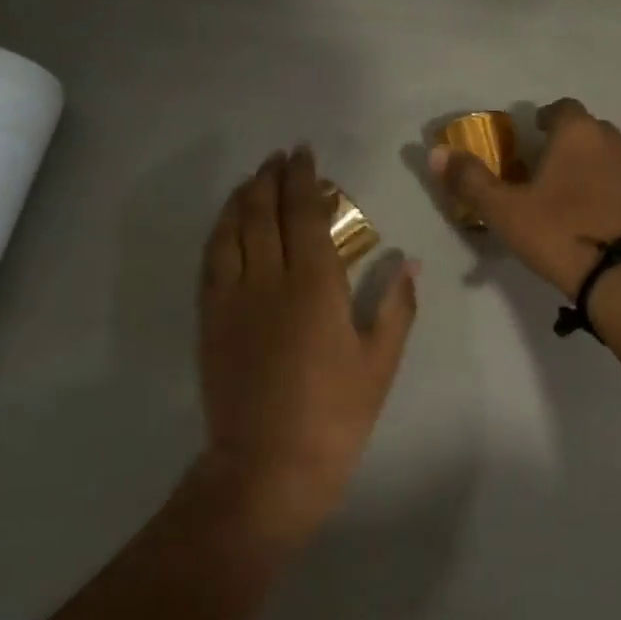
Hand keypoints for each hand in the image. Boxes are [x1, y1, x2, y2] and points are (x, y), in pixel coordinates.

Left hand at [198, 146, 417, 530]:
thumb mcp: (380, 362)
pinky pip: (211, 261)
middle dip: (270, 178)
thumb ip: (397, 306)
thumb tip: (410, 262)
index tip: (305, 154)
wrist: (268, 465)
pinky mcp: (210, 321)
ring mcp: (232, 299)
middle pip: (262, 213)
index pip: (303, 214)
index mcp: (314, 286)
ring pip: (230, 231)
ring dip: (241, 199)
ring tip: (252, 180)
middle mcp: (267, 280)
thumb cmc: (335, 414)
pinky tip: (227, 226)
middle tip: (279, 157)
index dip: (303, 179)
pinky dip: (219, 233)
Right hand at [430, 99, 620, 295]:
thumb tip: (436, 152)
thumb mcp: (504, 209)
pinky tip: (592, 214)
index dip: (544, 118)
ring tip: (568, 191)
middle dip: (566, 141)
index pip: (562, 108)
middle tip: (543, 167)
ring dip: (590, 164)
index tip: (530, 136)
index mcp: (578, 133)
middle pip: (588, 129)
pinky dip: (607, 188)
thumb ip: (470, 179)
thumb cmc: (559, 232)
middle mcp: (612, 141)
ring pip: (609, 154)